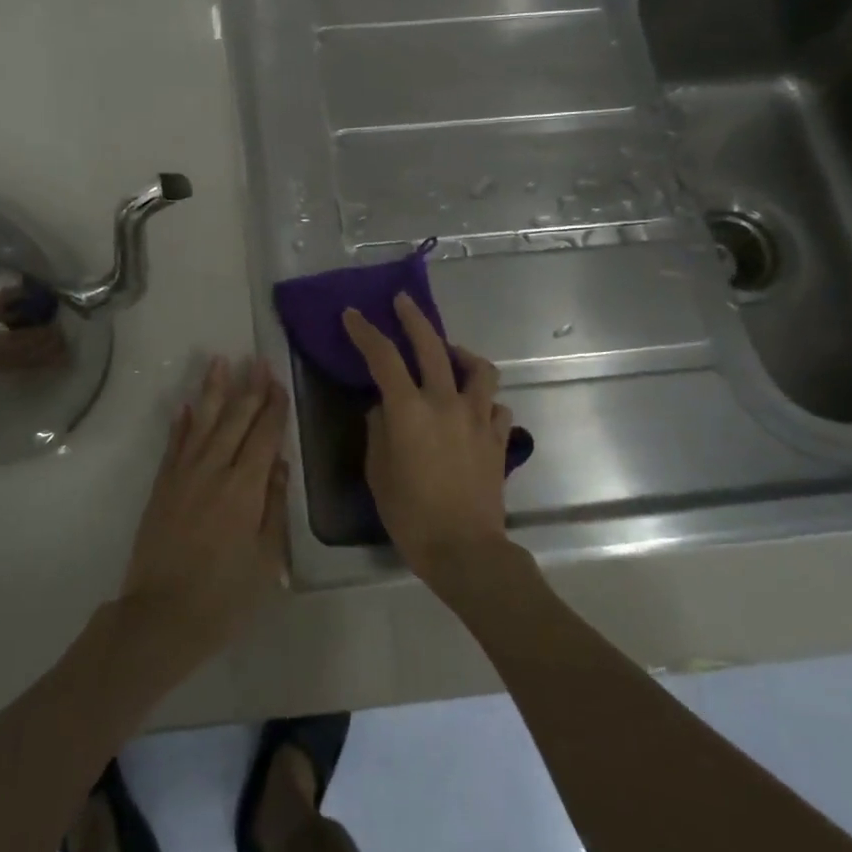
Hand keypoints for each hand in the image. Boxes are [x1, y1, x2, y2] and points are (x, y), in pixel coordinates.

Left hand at [117, 357, 289, 663]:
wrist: (160, 617)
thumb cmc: (224, 597)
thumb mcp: (266, 560)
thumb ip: (273, 507)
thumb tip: (278, 463)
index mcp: (245, 489)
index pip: (263, 436)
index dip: (273, 407)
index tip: (278, 381)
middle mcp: (214, 471)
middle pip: (234, 420)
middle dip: (248, 388)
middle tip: (257, 359)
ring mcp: (183, 476)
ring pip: (202, 422)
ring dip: (213, 391)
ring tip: (220, 361)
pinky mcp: (162, 486)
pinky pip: (174, 444)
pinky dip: (181, 422)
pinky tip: (186, 404)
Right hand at [344, 295, 512, 590]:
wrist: (465, 549)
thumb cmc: (411, 514)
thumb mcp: (378, 472)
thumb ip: (378, 432)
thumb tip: (384, 409)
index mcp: (408, 410)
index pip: (383, 358)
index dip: (366, 333)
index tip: (353, 315)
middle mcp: (445, 403)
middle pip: (432, 347)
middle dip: (414, 319)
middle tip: (403, 302)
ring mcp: (478, 418)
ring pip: (479, 369)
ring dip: (462, 355)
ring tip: (451, 356)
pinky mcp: (498, 438)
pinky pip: (496, 406)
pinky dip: (483, 401)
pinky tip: (473, 409)